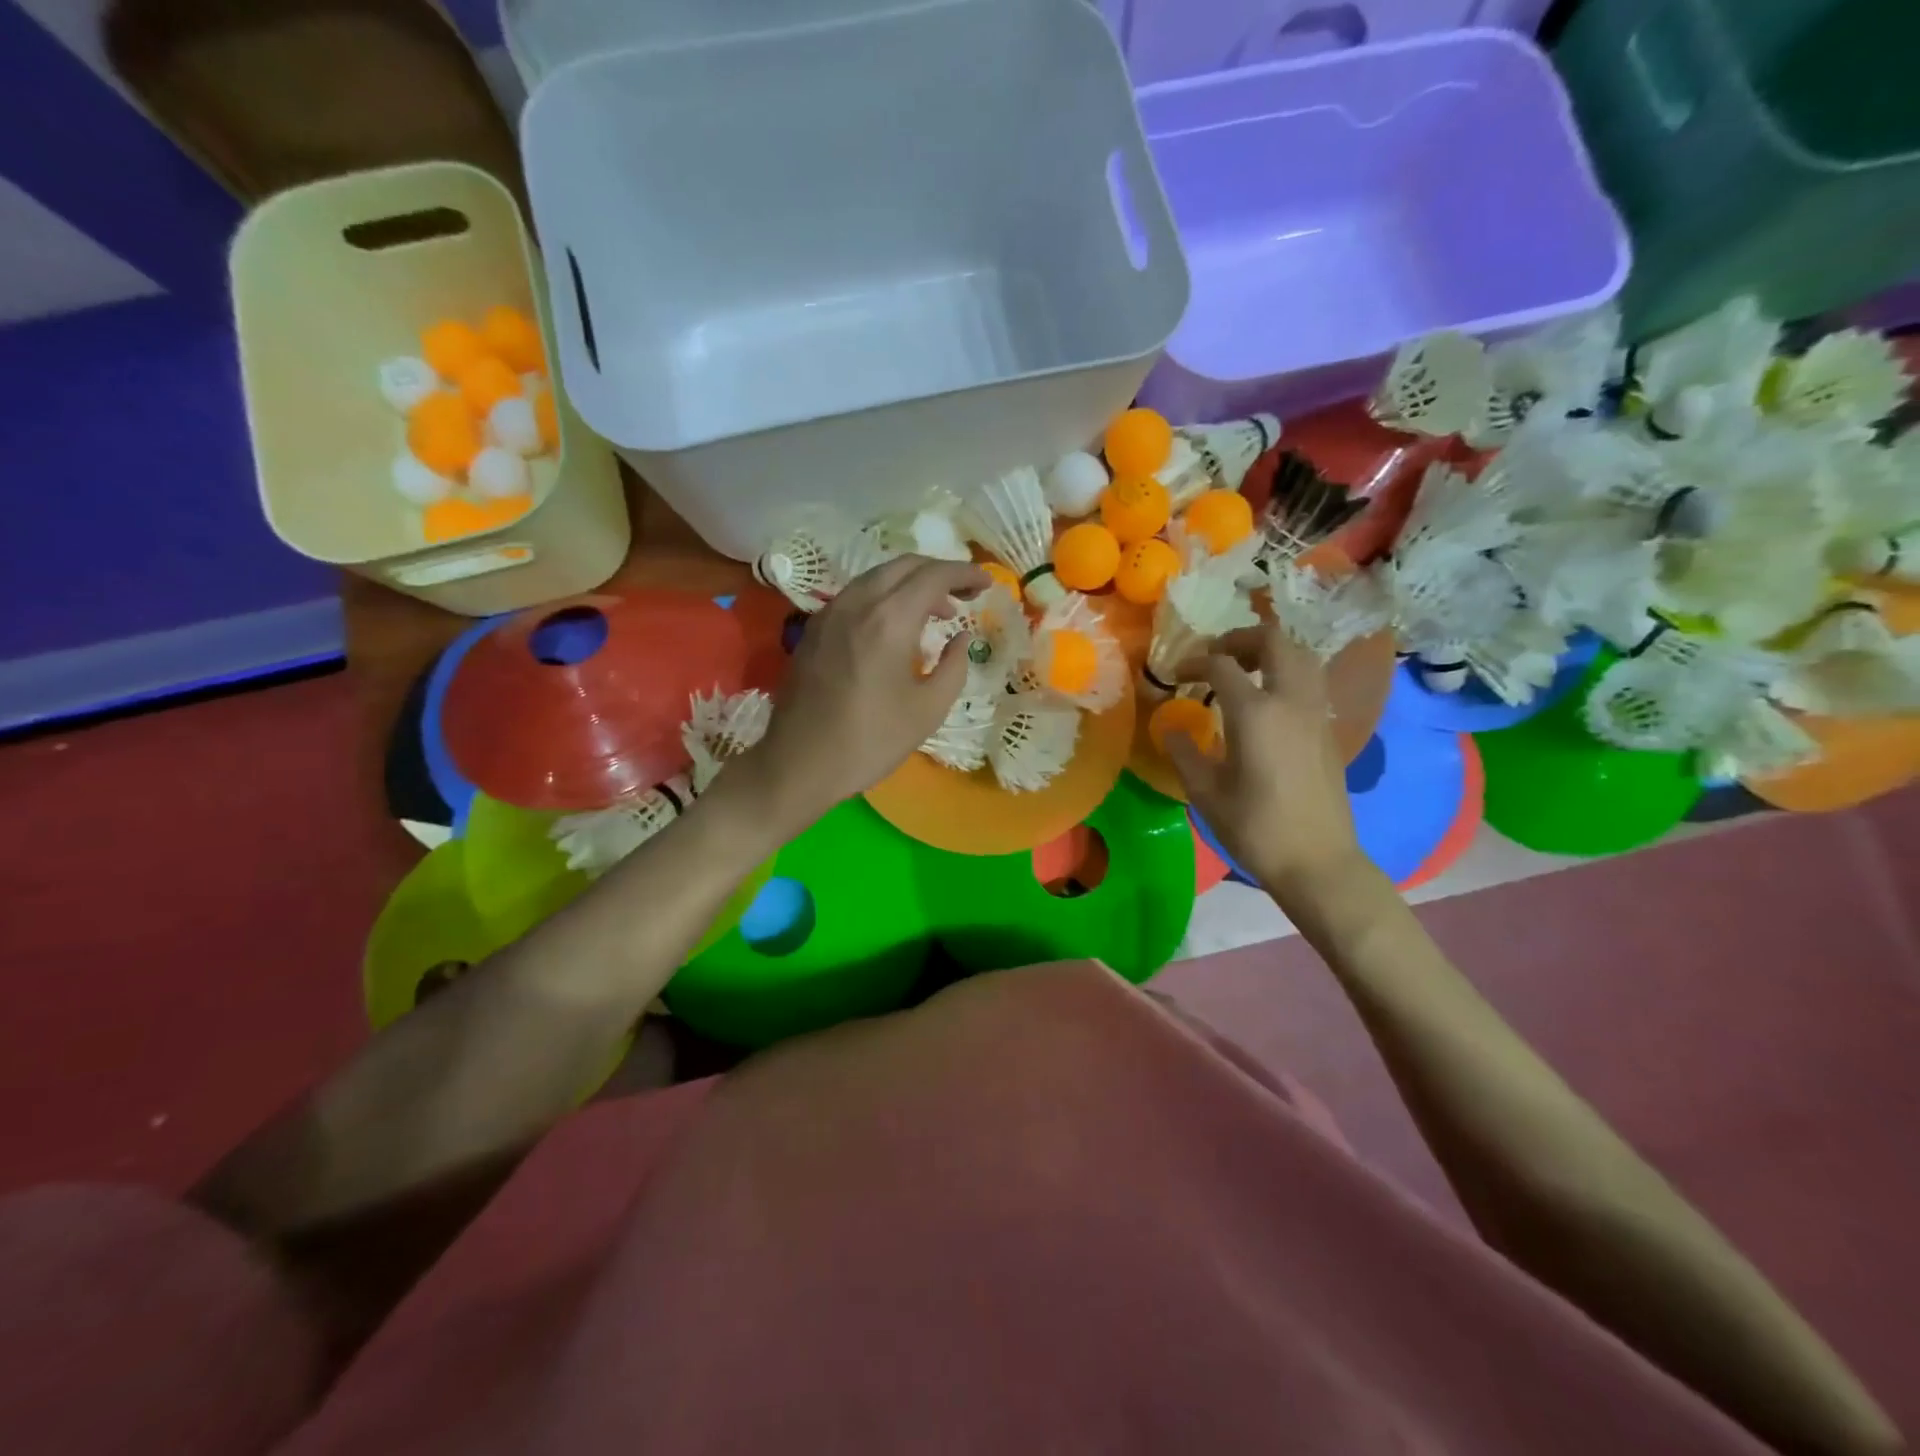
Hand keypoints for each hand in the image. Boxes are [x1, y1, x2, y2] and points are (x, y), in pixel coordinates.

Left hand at [744, 555, 987, 829]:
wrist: (799, 764)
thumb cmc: (871, 741)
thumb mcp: (928, 710)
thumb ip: (954, 666)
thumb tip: (962, 638)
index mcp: (889, 620)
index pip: (934, 576)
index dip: (965, 573)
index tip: (986, 584)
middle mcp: (857, 603)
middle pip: (904, 565)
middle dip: (939, 572)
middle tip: (964, 595)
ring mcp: (830, 613)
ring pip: (877, 577)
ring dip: (911, 584)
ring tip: (935, 612)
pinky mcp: (814, 629)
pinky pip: (857, 595)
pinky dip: (885, 596)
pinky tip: (896, 627)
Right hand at [1165, 619, 1373, 902]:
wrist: (1317, 861)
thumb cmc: (1255, 828)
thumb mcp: (1206, 792)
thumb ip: (1184, 752)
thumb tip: (1169, 727)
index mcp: (1256, 712)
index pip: (1221, 664)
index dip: (1194, 662)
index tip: (1176, 674)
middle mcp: (1291, 701)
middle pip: (1274, 641)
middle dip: (1240, 639)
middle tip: (1215, 656)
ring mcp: (1316, 713)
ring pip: (1301, 656)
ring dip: (1270, 651)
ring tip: (1243, 671)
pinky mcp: (1328, 730)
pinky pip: (1310, 681)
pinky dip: (1287, 673)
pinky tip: (1266, 701)